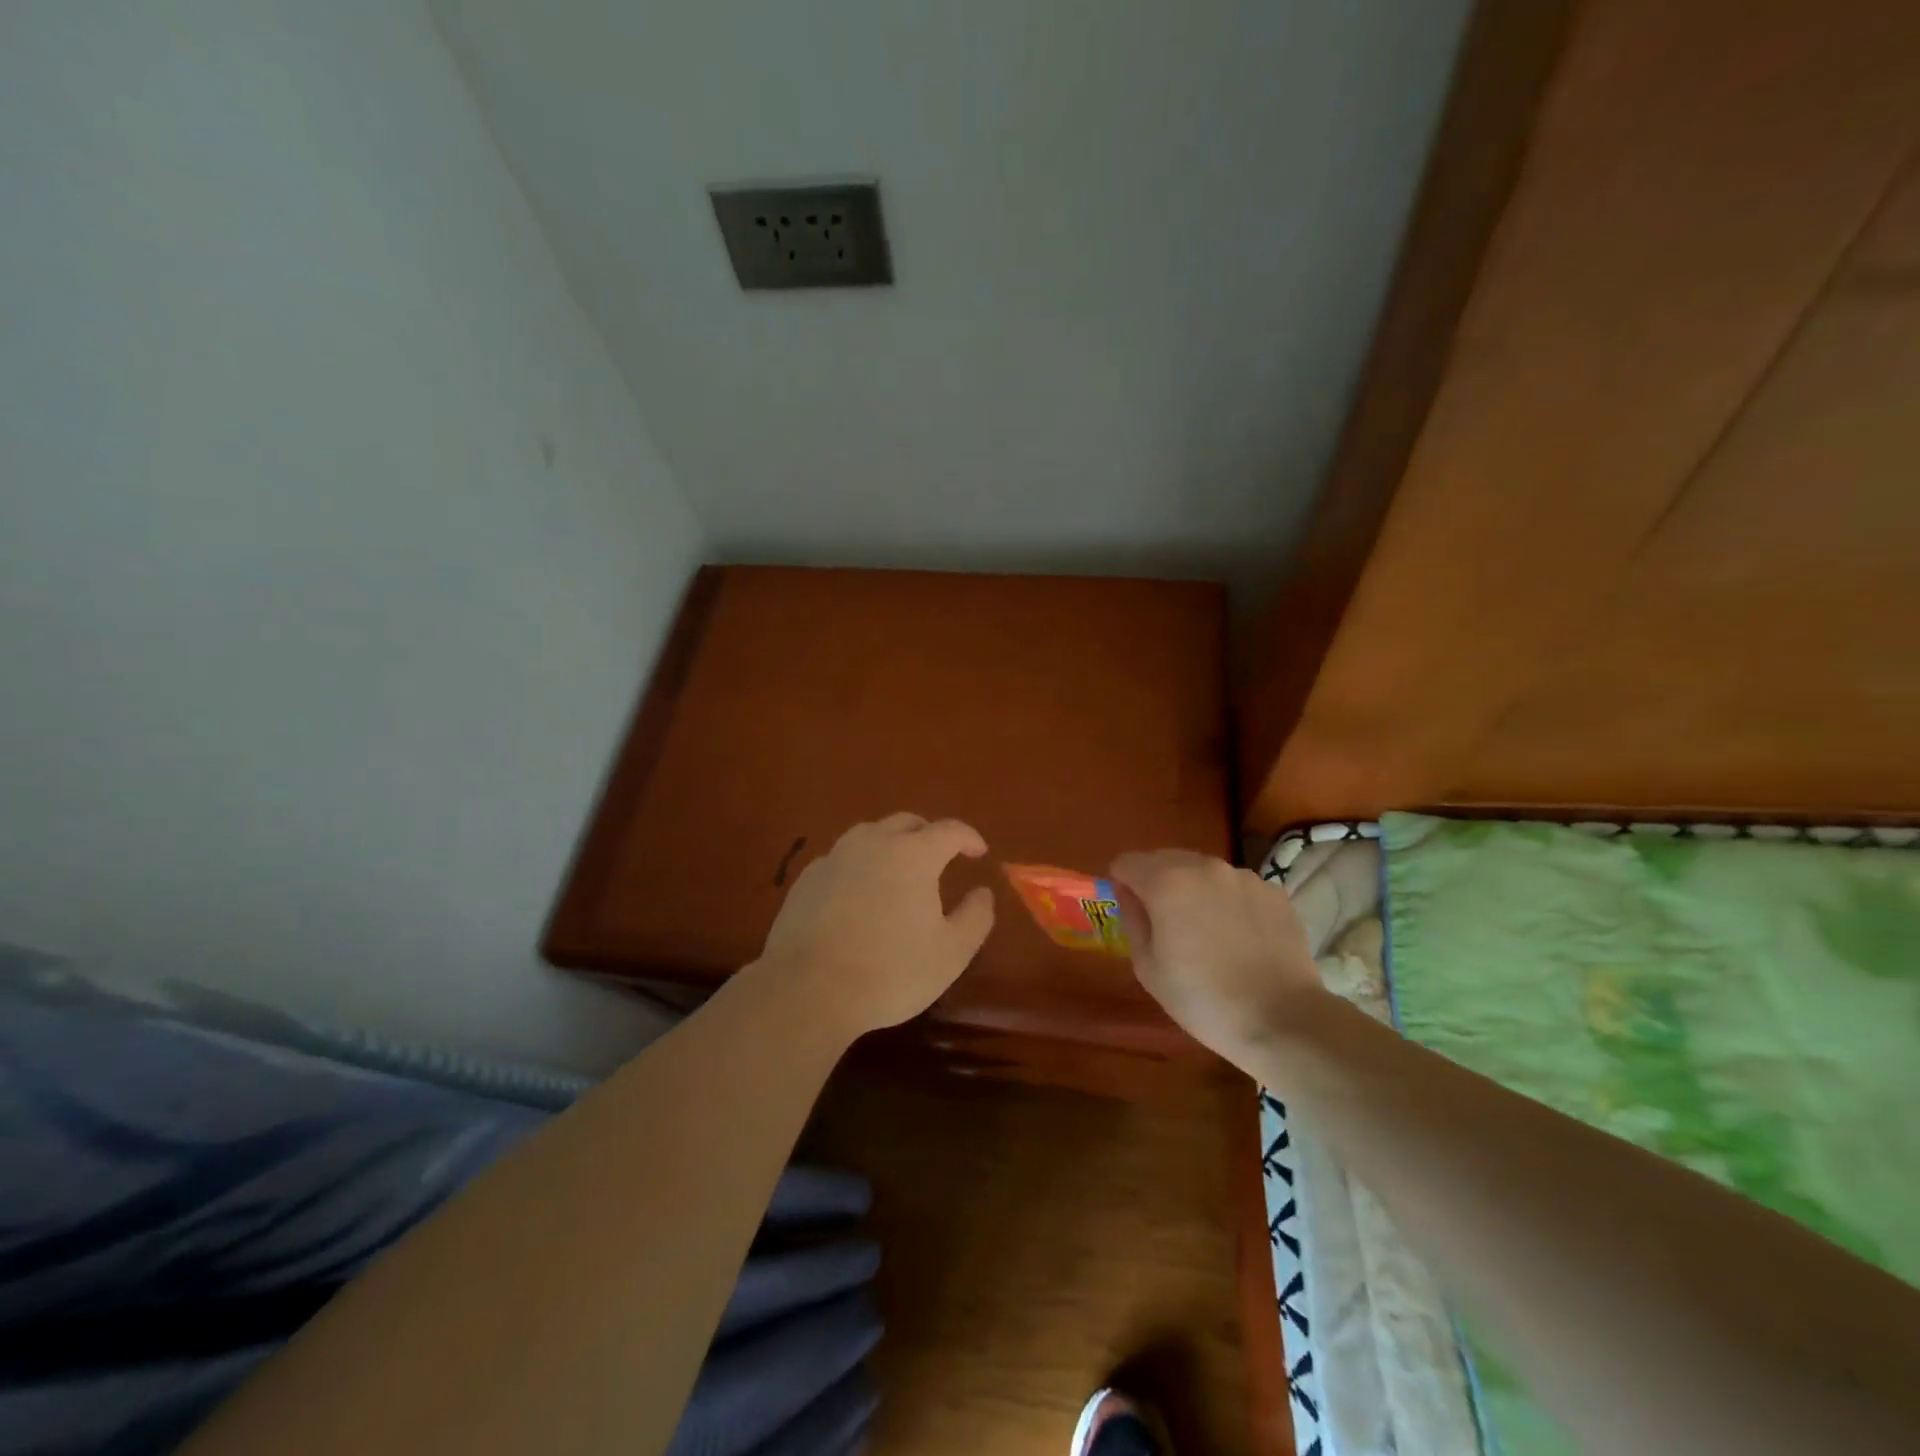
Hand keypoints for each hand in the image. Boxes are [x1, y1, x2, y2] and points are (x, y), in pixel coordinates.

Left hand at [756, 814, 995, 1041]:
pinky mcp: (807, 878)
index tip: (979, 852)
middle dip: (929, 833)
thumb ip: (975, 917)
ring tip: (899, 868)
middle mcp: (873, 843)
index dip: (969, 837)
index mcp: (913, 855)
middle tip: (941, 855)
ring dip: (891, 843)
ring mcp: (835, 857)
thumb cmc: (890, 971)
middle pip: (906, 822)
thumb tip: (983, 892)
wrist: (808, 990)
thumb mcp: (951, 953)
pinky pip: (842, 858)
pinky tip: (859, 891)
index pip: (949, 830)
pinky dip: (859, 864)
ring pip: (870, 834)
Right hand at [1110, 850, 1325, 1065]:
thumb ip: (1132, 919)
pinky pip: (1237, 887)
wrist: (1282, 1020)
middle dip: (1157, 883)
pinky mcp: (1274, 892)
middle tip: (1167, 925)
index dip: (1122, 884)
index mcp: (1166, 882)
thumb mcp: (1148, 968)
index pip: (1127, 862)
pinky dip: (1229, 902)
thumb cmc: (1202, 999)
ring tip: (1208, 933)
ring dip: (1195, 890)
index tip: (1132, 912)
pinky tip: (1239, 939)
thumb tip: (1129, 894)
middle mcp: (1204, 867)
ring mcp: (1243, 877)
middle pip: (1165, 859)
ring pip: (1204, 872)